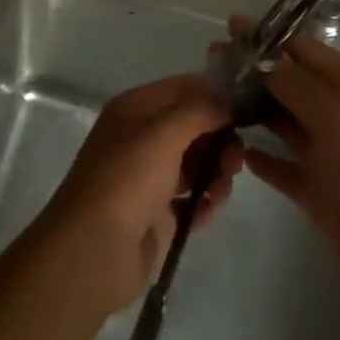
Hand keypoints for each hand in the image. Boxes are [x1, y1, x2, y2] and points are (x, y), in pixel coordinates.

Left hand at [34, 74, 243, 315]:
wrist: (95, 252)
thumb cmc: (128, 177)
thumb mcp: (165, 130)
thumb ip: (201, 109)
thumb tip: (228, 103)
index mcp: (137, 108)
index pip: (184, 87)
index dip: (214, 94)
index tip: (244, 109)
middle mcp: (143, 137)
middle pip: (194, 126)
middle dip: (220, 138)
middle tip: (236, 159)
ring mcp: (150, 177)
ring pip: (197, 162)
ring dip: (217, 171)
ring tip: (222, 188)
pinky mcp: (158, 215)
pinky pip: (192, 199)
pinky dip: (205, 201)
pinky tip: (209, 209)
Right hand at [230, 20, 339, 292]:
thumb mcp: (337, 115)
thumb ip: (296, 83)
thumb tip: (259, 55)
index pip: (302, 48)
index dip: (267, 38)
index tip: (230, 28)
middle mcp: (334, 111)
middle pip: (287, 81)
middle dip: (253, 70)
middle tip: (211, 62)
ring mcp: (325, 151)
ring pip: (282, 121)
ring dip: (252, 109)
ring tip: (213, 100)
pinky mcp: (316, 190)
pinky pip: (283, 167)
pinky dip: (262, 159)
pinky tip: (237, 152)